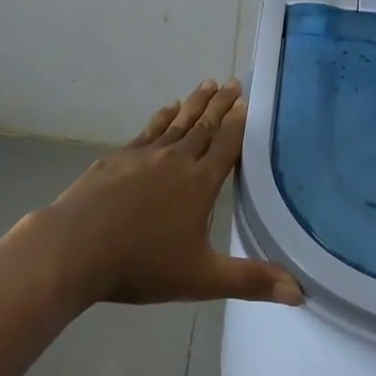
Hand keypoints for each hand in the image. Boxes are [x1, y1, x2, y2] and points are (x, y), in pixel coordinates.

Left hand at [28, 80, 302, 309]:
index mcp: (200, 183)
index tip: (248, 101)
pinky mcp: (118, 157)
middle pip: (205, 126)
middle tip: (233, 81)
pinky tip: (167, 109)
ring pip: (177, 122)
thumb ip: (250, 280)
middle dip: (221, 104)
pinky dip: (162, 116)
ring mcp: (144, 154)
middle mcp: (176, 159)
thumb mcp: (202, 278)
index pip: (227, 145)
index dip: (239, 123)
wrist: (75, 247)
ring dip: (195, 103)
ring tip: (207, 84)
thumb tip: (299, 293)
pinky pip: (149, 129)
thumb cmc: (142, 264)